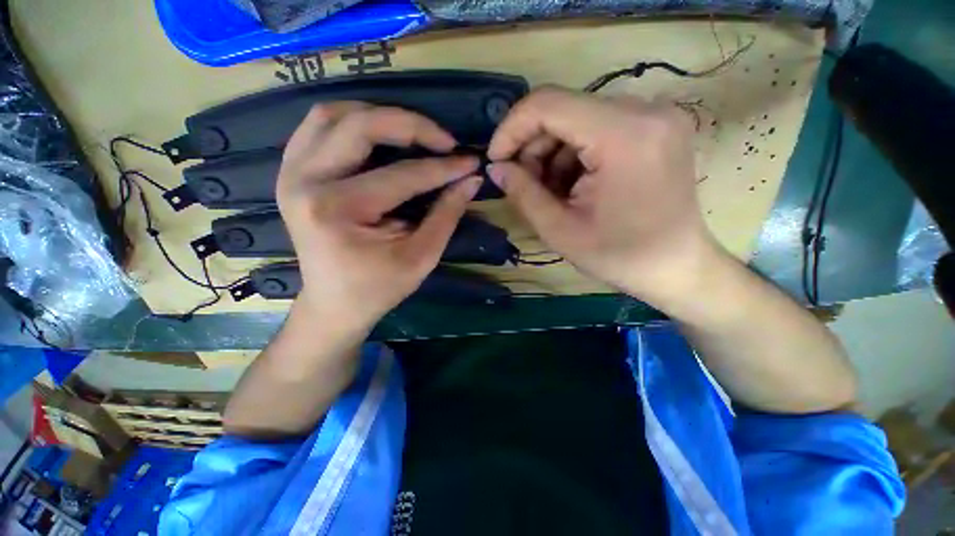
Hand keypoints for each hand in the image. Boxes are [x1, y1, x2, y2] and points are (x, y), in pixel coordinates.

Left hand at [276, 103, 481, 332]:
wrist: (334, 304)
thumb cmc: (379, 288)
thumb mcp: (421, 257)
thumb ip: (446, 215)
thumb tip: (471, 179)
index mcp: (338, 210)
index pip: (402, 175)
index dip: (443, 167)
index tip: (470, 161)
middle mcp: (306, 182)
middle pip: (359, 125)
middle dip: (411, 125)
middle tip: (443, 140)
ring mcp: (292, 173)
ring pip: (333, 115)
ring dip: (379, 116)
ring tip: (414, 133)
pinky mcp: (292, 173)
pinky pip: (318, 127)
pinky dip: (352, 122)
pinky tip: (378, 136)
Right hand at [487, 87, 725, 312]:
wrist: (677, 267)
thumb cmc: (620, 257)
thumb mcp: (560, 230)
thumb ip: (523, 193)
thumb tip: (496, 168)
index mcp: (623, 135)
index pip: (547, 104)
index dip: (511, 129)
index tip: (496, 160)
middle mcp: (645, 110)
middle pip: (564, 110)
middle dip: (533, 148)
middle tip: (526, 186)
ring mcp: (656, 116)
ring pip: (578, 119)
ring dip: (553, 155)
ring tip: (553, 193)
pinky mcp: (656, 127)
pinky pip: (598, 128)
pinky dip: (575, 155)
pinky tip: (575, 186)